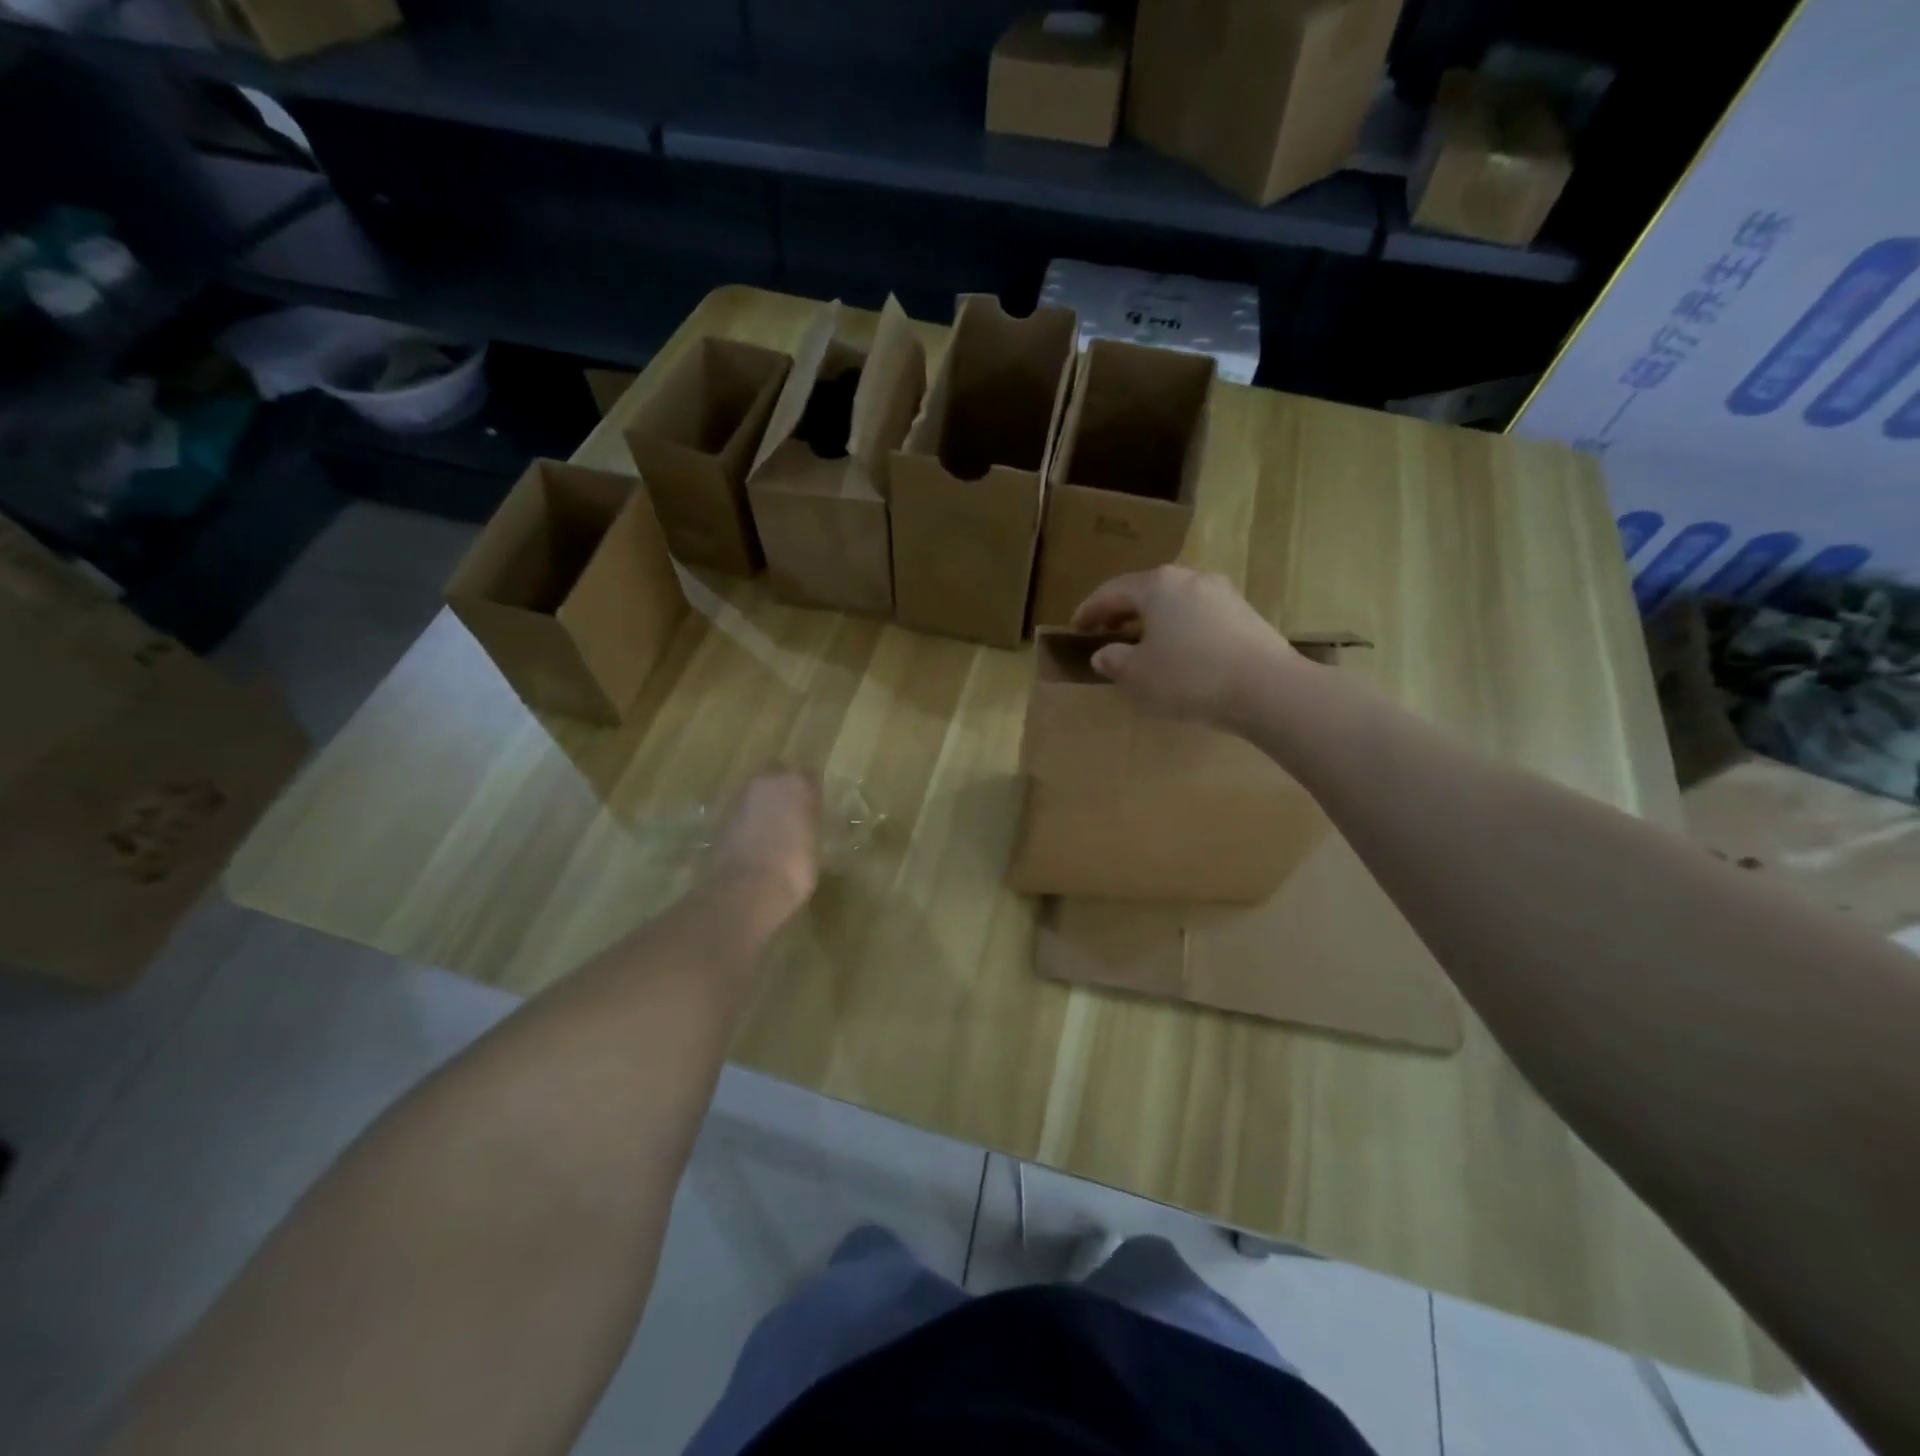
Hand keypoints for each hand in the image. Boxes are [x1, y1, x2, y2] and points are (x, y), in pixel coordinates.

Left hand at [707, 769, 820, 926]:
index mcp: (798, 784)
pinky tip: (753, 841)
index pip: (809, 776)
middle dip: (782, 788)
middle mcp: (767, 782)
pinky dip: (746, 820)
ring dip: (762, 803)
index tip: (814, 807)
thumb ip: (808, 824)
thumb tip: (803, 823)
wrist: (746, 889)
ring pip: (755, 791)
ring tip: (770, 829)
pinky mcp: (720, 817)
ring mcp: (740, 797)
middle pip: (777, 774)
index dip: (810, 792)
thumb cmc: (794, 869)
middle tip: (791, 812)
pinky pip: (740, 811)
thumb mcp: (814, 846)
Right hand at [1069, 566, 1300, 730]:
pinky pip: (1198, 614)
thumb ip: (1114, 661)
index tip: (1074, 627)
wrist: (1267, 688)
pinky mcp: (1244, 613)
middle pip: (1145, 590)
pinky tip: (1178, 652)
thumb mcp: (1138, 675)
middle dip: (1121, 611)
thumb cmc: (1189, 676)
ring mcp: (1221, 593)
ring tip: (1141, 643)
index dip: (1089, 609)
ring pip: (1174, 601)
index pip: (1112, 591)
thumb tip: (1103, 654)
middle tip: (1104, 631)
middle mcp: (1189, 578)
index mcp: (1157, 585)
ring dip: (1152, 620)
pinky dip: (1178, 628)